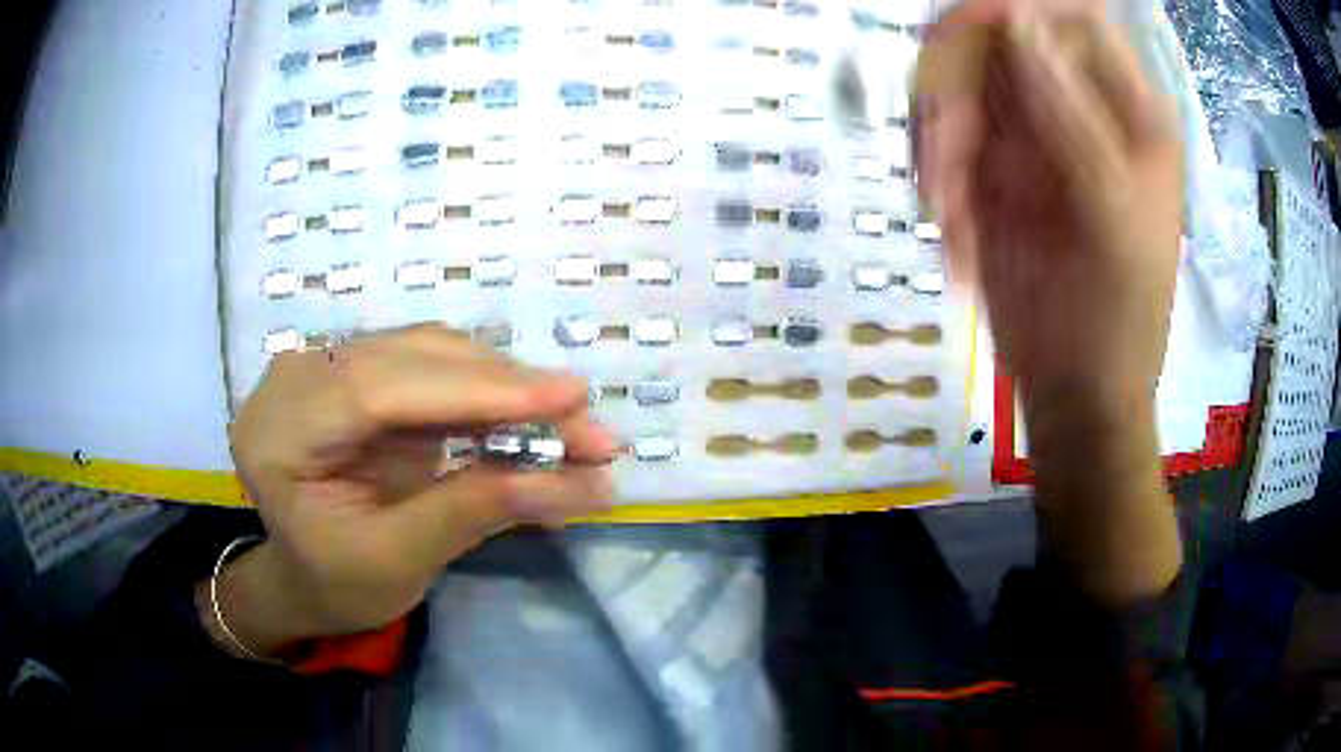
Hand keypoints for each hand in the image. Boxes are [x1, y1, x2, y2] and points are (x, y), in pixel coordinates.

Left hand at [210, 326, 616, 653]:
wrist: (305, 577)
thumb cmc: (337, 584)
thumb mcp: (400, 560)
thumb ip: (479, 510)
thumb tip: (589, 483)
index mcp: (280, 431)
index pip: (380, 387)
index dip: (478, 389)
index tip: (569, 398)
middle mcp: (297, 378)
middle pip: (411, 359)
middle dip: (507, 390)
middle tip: (589, 426)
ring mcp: (327, 366)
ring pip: (429, 353)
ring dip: (505, 387)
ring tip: (569, 426)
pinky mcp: (360, 371)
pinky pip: (430, 366)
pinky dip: (485, 393)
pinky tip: (528, 417)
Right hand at [915, 4, 1182, 603]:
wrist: (1076, 392)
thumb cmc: (1118, 319)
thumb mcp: (1113, 219)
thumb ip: (1075, 117)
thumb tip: (1015, 18)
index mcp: (1126, 110)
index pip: (1073, 16)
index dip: (1018, 11)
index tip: (974, 40)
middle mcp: (1073, 104)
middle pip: (994, 37)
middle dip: (956, 89)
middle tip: (946, 162)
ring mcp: (1027, 130)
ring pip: (953, 82)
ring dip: (936, 143)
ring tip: (949, 220)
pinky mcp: (988, 166)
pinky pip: (937, 135)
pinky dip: (932, 178)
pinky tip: (953, 237)